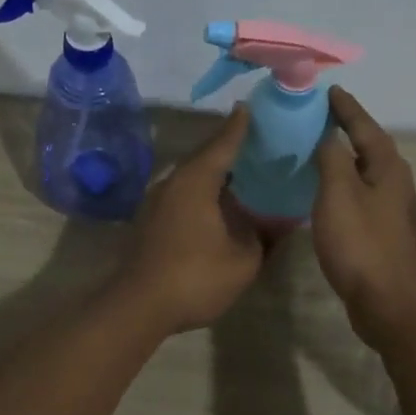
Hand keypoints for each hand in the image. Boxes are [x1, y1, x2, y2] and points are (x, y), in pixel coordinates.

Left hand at [117, 106, 265, 333]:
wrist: (138, 306)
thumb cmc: (195, 276)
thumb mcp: (244, 260)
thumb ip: (263, 236)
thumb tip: (278, 222)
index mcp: (197, 180)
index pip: (223, 144)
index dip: (240, 127)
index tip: (251, 108)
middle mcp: (174, 182)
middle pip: (205, 157)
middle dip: (229, 149)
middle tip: (257, 143)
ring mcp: (158, 201)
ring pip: (192, 177)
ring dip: (215, 174)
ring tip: (243, 174)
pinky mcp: (151, 221)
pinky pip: (184, 194)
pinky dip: (204, 192)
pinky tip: (219, 205)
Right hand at [313, 87, 415, 349]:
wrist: (391, 306)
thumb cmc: (363, 245)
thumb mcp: (339, 194)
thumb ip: (332, 158)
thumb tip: (328, 135)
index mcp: (388, 168)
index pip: (365, 126)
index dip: (346, 108)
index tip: (328, 90)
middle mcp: (395, 183)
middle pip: (369, 146)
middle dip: (347, 128)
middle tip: (319, 114)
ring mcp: (392, 210)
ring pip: (365, 171)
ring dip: (344, 156)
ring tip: (317, 147)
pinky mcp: (383, 233)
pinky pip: (360, 194)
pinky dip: (342, 183)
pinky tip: (325, 192)